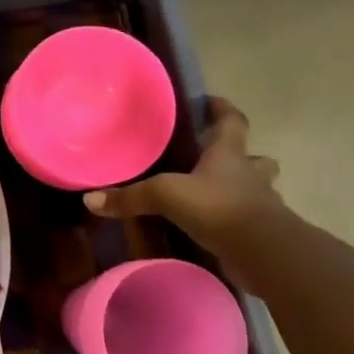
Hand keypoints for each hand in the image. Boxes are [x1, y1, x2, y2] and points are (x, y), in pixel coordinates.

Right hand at [84, 97, 283, 272]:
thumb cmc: (217, 207)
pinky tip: (220, 230)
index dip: (222, 110)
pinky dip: (238, 223)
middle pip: (255, 158)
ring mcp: (262, 205)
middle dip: (242, 156)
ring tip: (219, 196)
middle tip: (219, 160)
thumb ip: (130, 197)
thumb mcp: (165, 195)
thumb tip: (90, 199)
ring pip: (258, 190)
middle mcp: (250, 175)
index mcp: (229, 155)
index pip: (232, 122)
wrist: (262, 251)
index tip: (212, 102)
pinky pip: (251, 222)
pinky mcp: (264, 234)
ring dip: (244, 191)